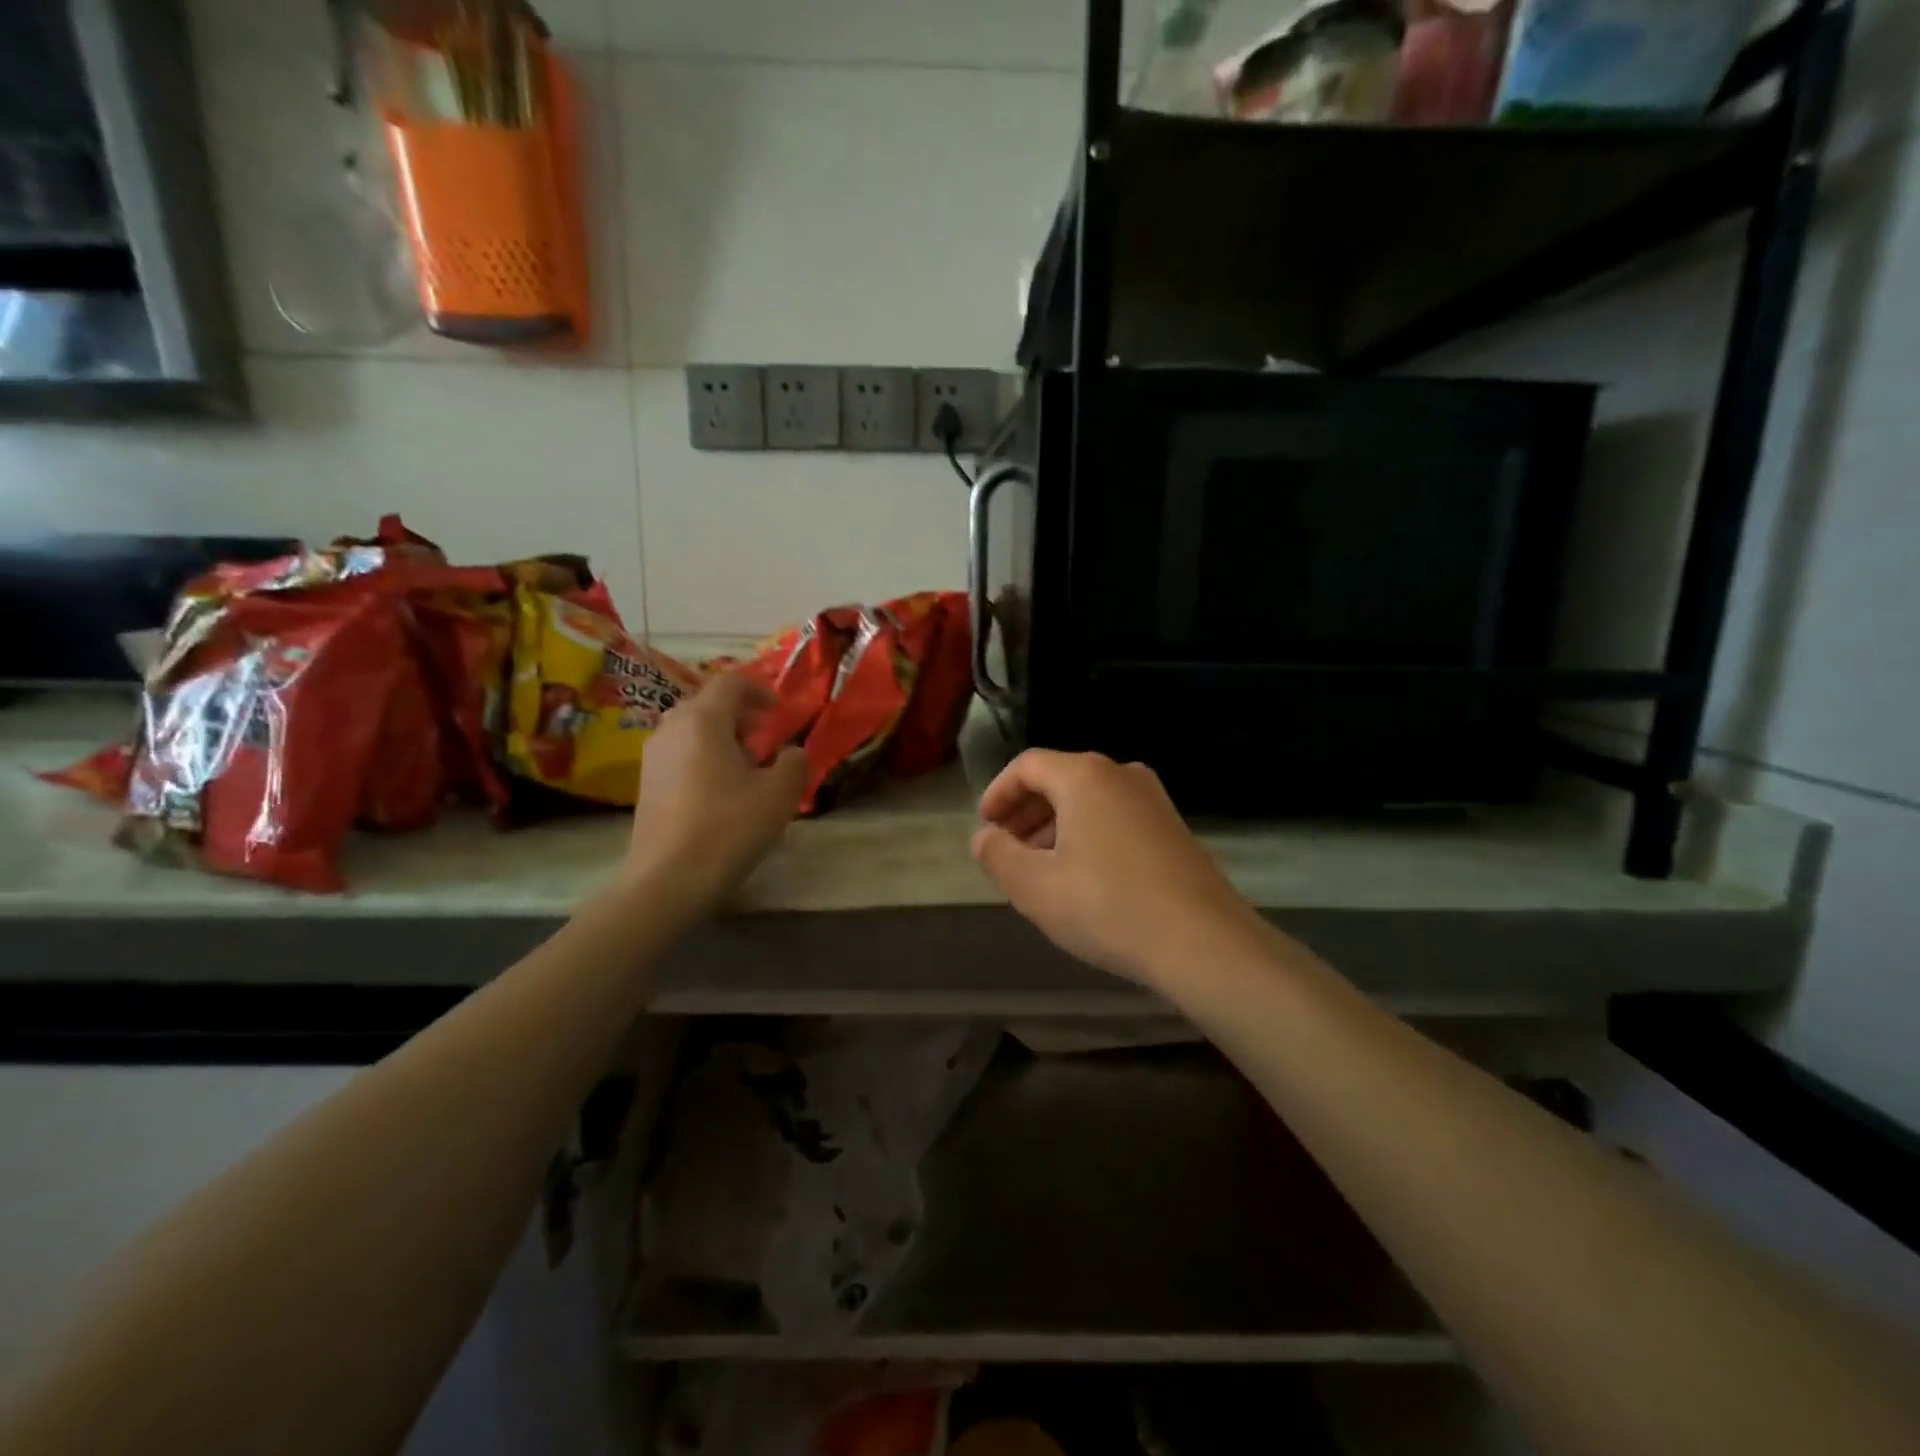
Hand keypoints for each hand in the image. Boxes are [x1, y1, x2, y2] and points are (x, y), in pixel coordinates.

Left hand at [626, 674, 806, 907]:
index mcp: (704, 719)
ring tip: (746, 769)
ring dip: (722, 737)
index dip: (760, 690)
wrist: (669, 879)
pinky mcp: (646, 783)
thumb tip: (792, 752)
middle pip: (708, 703)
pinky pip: (680, 753)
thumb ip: (794, 763)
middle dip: (741, 715)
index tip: (779, 713)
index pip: (731, 682)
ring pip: (692, 729)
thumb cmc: (729, 827)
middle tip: (765, 740)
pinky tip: (721, 792)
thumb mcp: (780, 794)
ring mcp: (653, 756)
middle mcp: (672, 727)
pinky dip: (703, 757)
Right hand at [970, 750, 1266, 987]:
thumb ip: (998, 856)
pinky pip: (1116, 818)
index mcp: (1085, 776)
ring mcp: (1154, 800)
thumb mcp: (1035, 887)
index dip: (998, 792)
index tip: (985, 826)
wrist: (1204, 943)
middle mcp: (1122, 775)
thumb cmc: (1108, 907)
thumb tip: (984, 838)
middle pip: (1060, 780)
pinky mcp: (1173, 829)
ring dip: (1056, 827)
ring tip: (1040, 868)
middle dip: (1026, 812)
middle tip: (1007, 849)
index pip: (1028, 765)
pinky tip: (1083, 878)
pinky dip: (1088, 836)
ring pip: (1090, 801)